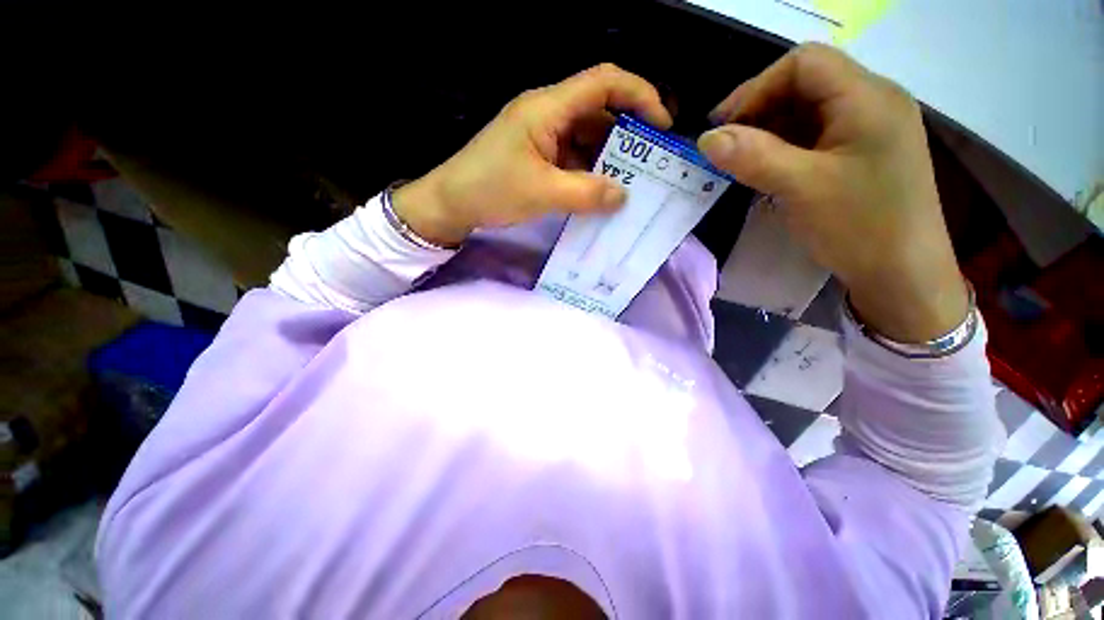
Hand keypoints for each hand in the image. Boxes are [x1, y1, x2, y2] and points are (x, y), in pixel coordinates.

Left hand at [394, 64, 671, 246]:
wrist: (451, 203)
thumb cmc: (491, 190)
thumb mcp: (542, 193)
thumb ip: (586, 194)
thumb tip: (623, 196)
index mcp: (547, 108)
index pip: (603, 81)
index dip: (639, 95)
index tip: (661, 124)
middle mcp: (547, 114)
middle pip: (598, 110)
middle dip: (627, 134)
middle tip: (648, 164)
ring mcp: (542, 135)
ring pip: (586, 137)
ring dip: (608, 157)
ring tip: (628, 182)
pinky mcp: (537, 155)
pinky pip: (572, 156)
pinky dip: (589, 171)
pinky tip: (598, 191)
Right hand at [698, 44, 966, 343]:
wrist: (903, 274)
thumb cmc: (860, 227)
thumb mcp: (801, 188)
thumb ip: (752, 157)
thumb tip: (706, 138)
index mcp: (868, 97)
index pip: (803, 63)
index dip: (756, 88)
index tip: (722, 127)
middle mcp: (873, 101)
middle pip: (806, 83)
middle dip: (760, 110)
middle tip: (727, 147)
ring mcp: (870, 127)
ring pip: (808, 111)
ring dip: (769, 131)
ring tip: (742, 161)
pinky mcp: (863, 151)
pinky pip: (816, 134)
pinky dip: (785, 146)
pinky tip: (769, 169)